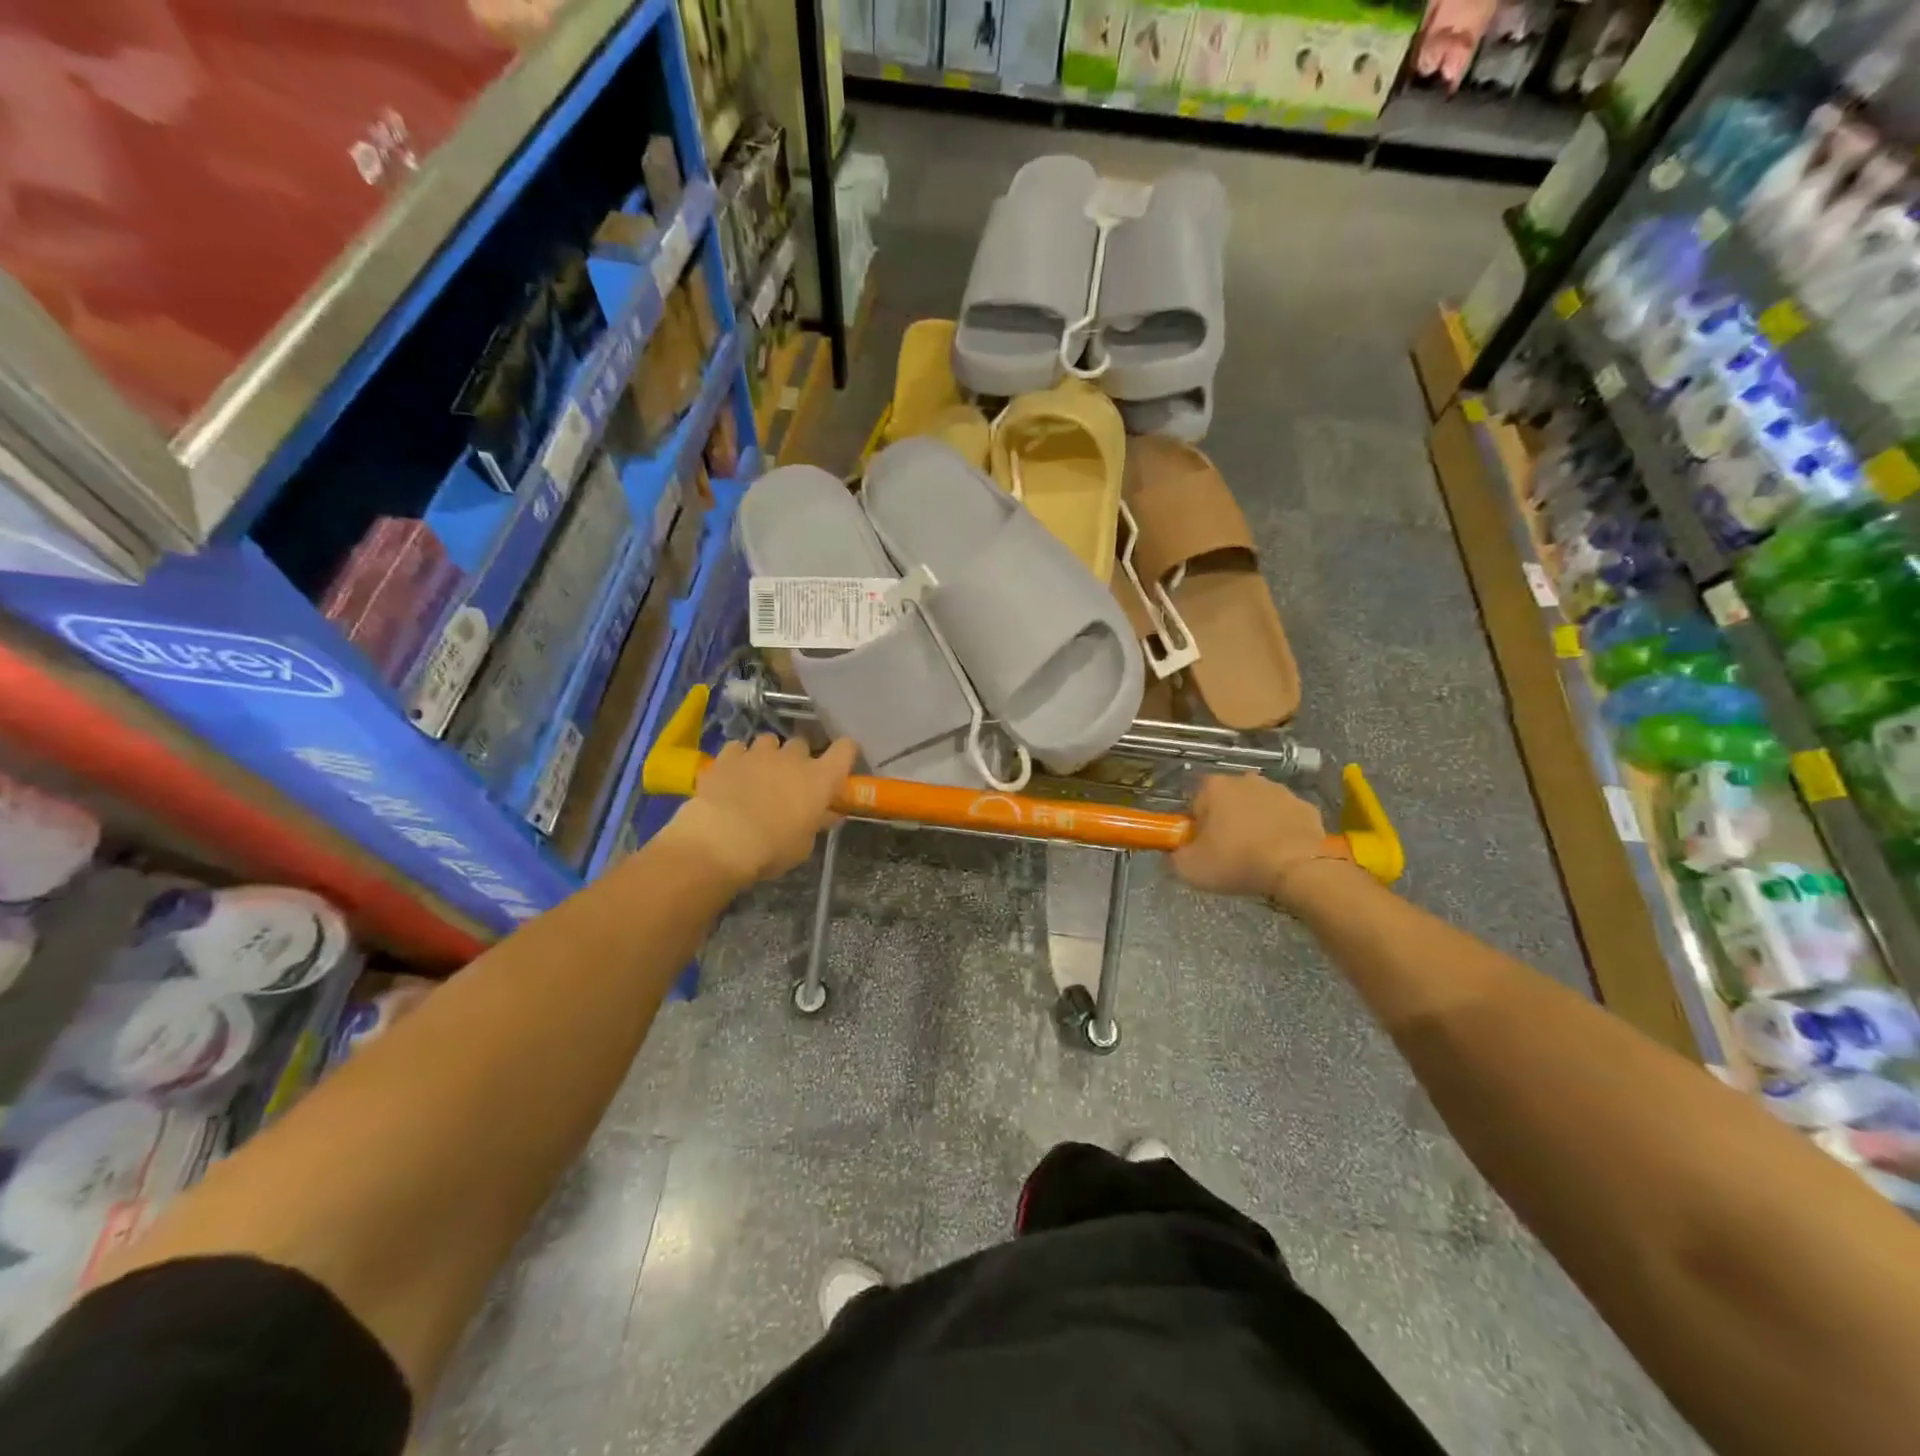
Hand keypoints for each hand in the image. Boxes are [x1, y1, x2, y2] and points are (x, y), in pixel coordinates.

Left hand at [662, 735, 857, 887]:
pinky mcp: (728, 756)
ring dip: (768, 755)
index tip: (838, 766)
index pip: (845, 750)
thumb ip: (815, 823)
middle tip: (790, 781)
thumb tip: (825, 814)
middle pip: (803, 744)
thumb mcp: (803, 845)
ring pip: (769, 741)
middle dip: (798, 759)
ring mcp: (758, 753)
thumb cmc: (772, 848)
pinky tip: (733, 774)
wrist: (721, 840)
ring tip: (759, 774)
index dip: (844, 753)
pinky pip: (738, 748)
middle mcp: (793, 758)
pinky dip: (739, 758)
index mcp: (820, 779)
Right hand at [1171, 774, 1350, 910]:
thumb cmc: (1236, 862)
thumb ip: (1175, 856)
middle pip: (1228, 801)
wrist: (1296, 869)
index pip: (1196, 803)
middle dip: (1227, 821)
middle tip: (1229, 853)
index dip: (1197, 827)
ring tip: (1257, 855)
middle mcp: (1246, 780)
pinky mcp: (1307, 807)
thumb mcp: (1190, 868)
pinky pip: (1286, 818)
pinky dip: (1283, 831)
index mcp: (1214, 787)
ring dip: (1256, 824)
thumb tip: (1177, 852)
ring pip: (1259, 807)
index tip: (1204, 848)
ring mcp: (1281, 791)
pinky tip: (1282, 853)